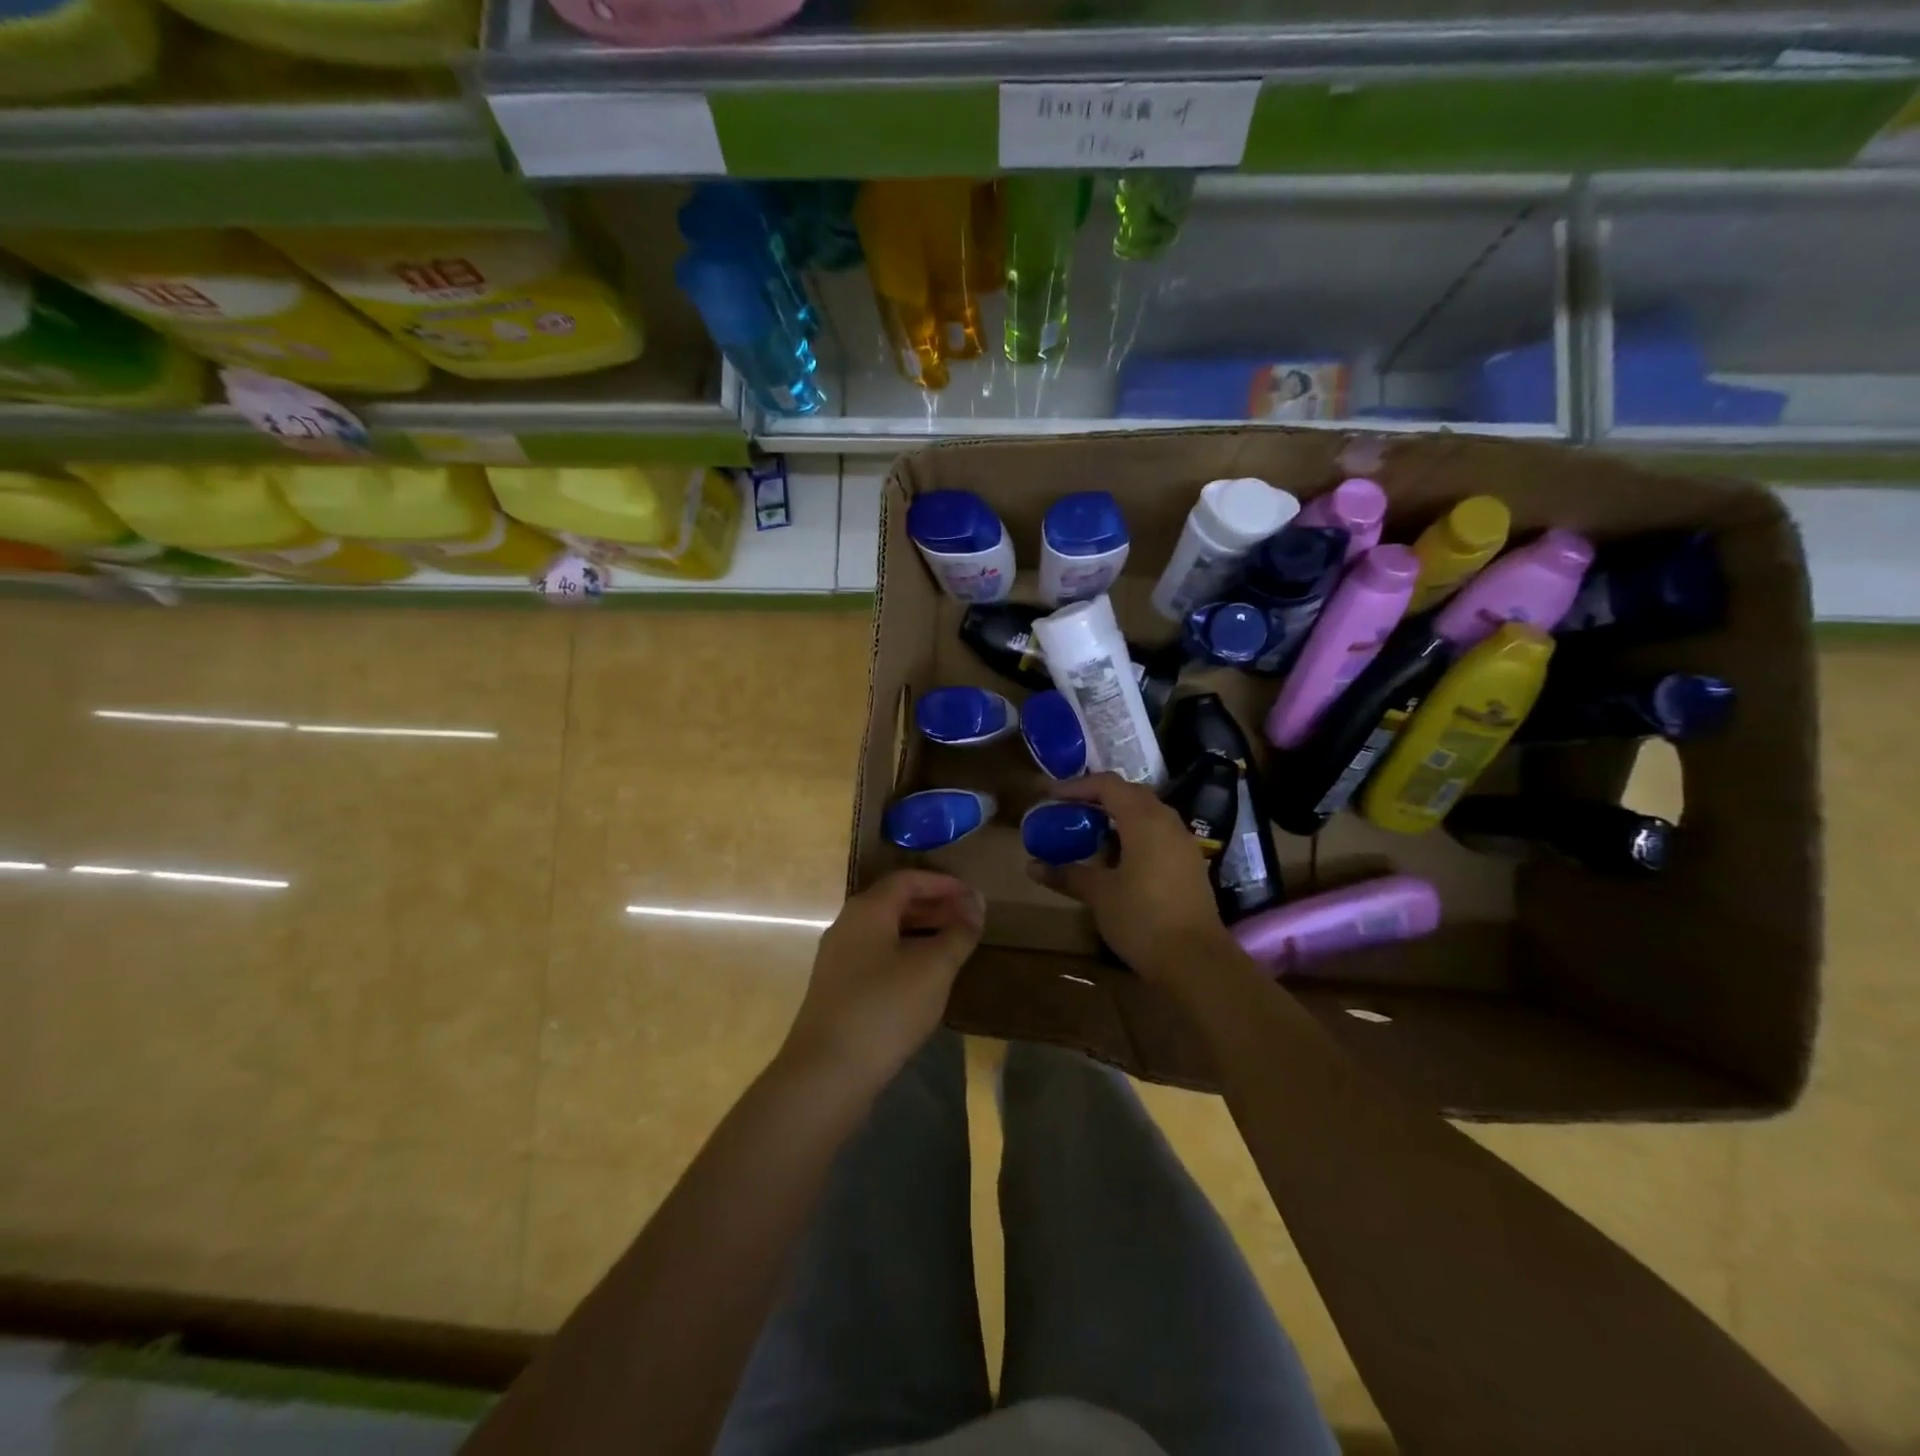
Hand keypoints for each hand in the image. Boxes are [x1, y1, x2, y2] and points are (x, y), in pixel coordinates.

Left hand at [782, 870, 983, 1086]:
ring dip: (921, 932)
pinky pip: (876, 955)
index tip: (973, 896)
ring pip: (886, 931)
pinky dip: (905, 954)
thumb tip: (975, 904)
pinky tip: (924, 978)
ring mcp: (838, 958)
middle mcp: (847, 925)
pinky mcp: (837, 988)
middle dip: (934, 907)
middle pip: (895, 903)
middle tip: (968, 919)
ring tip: (953, 946)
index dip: (943, 884)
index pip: (908, 880)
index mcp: (867, 910)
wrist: (827, 1072)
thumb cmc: (885, 1008)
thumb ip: (958, 932)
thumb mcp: (933, 968)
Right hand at [1026, 772, 1235, 981]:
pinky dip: (1133, 834)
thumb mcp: (1099, 895)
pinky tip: (1115, 858)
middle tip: (1069, 810)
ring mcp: (1183, 843)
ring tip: (1088, 831)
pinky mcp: (1189, 864)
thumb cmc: (1143, 919)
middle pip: (1130, 794)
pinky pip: (1157, 834)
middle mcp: (1167, 822)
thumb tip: (1032, 865)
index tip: (1051, 797)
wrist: (1196, 961)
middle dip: (1097, 797)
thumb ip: (1067, 874)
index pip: (1108, 785)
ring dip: (1117, 816)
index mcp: (1144, 820)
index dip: (1077, 786)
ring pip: (1147, 814)